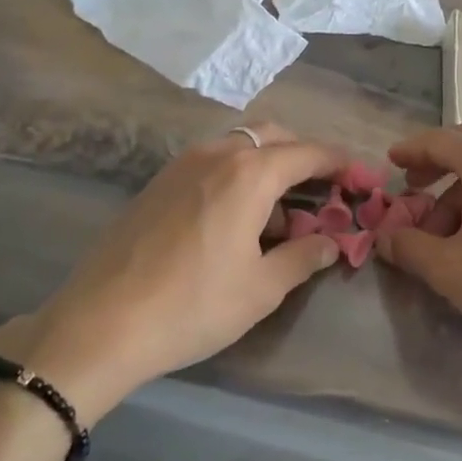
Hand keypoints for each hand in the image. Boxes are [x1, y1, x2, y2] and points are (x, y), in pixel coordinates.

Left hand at [0, 124, 347, 420]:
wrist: (99, 324)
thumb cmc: (192, 306)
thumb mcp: (261, 289)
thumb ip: (303, 258)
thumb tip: (330, 243)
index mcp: (250, 173)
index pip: (309, 152)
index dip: (341, 163)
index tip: (362, 177)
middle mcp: (218, 154)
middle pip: (274, 136)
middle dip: (305, 156)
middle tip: (324, 191)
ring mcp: (182, 164)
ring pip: (240, 145)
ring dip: (269, 165)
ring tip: (280, 213)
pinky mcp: (158, 182)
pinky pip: (213, 162)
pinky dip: (238, 174)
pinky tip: (237, 219)